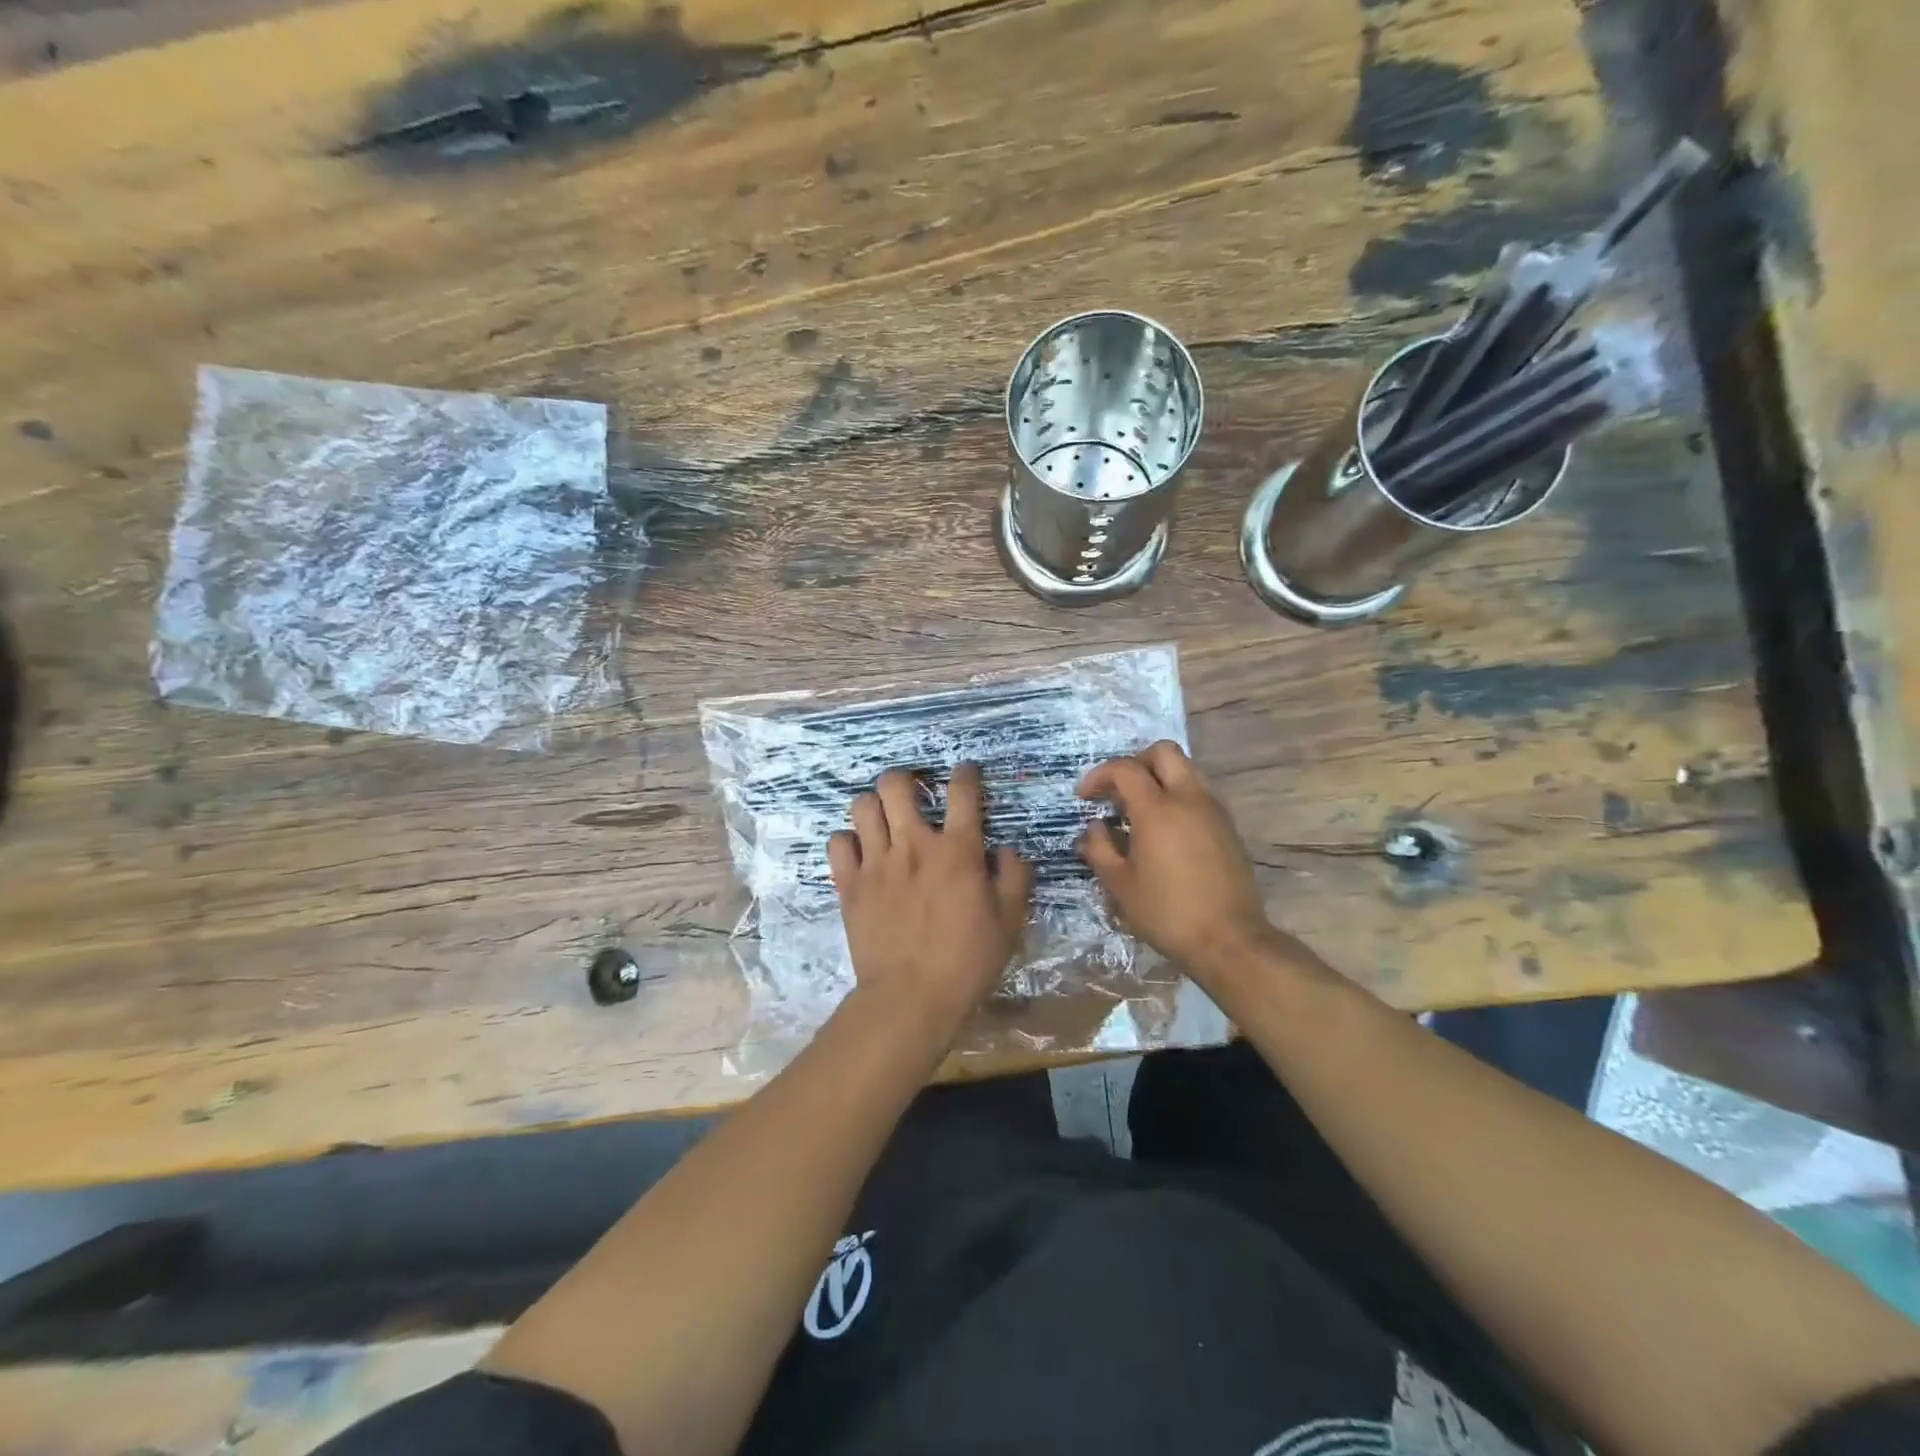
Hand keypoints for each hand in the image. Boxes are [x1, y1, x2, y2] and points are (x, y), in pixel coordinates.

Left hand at [829, 763, 1034, 1048]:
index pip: (962, 792)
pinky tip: (860, 853)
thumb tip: (1005, 849)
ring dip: (874, 806)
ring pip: (862, 806)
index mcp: (957, 850)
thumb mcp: (1009, 921)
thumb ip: (1014, 877)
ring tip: (883, 820)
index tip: (966, 773)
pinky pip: (838, 842)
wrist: (910, 998)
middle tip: (913, 793)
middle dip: (905, 779)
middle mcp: (913, 844)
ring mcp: (876, 862)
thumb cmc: (966, 961)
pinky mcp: (849, 884)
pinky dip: (848, 841)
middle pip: (896, 784)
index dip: (965, 774)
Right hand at [1077, 741, 1284, 980]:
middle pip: (1163, 752)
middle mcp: (1189, 799)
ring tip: (1139, 811)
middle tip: (1117, 791)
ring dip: (1159, 778)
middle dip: (1135, 762)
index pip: (1125, 769)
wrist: (1229, 940)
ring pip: (1186, 769)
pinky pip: (1199, 793)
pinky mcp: (1228, 827)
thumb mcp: (1120, 885)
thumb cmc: (1167, 913)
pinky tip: (1165, 831)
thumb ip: (1100, 849)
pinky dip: (1178, 796)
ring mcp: (1213, 810)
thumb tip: (1094, 828)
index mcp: (1158, 809)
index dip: (1099, 776)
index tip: (1084, 797)